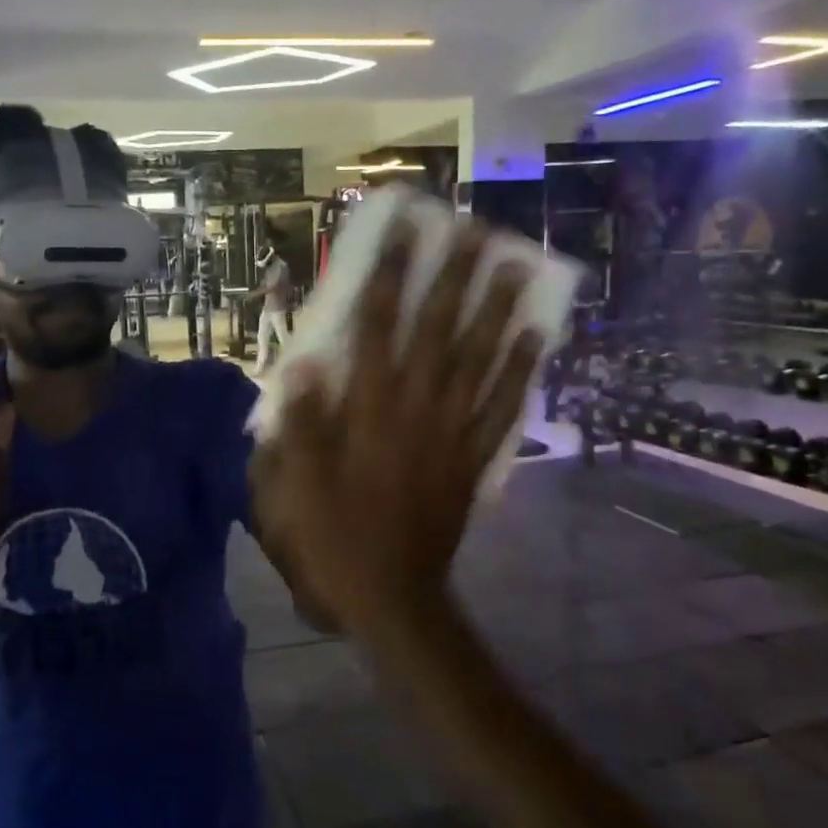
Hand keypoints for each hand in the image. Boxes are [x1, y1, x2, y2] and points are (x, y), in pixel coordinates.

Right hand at [249, 220, 542, 634]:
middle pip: (438, 331)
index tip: (402, 231)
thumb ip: (299, 423)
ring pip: (478, 360)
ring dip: (495, 309)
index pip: (377, 327)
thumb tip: (306, 365)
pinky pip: (502, 408)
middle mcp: (415, 410)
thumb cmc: (332, 538)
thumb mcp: (292, 486)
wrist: (391, 598)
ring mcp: (451, 433)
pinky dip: (520, 370)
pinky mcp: (472, 459)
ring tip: (513, 264)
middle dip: (452, 276)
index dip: (389, 274)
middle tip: (472, 229)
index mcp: (368, 410)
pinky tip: (535, 336)